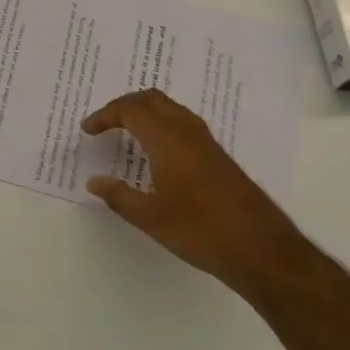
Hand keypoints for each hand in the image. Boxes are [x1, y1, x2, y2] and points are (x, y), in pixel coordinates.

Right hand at [81, 89, 301, 290]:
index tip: (87, 130)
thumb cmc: (200, 231)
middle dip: (124, 105)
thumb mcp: (150, 218)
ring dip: (145, 112)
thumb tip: (94, 182)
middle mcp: (188, 133)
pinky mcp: (218, 157)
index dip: (105, 115)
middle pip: (152, 99)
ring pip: (171, 109)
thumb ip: (119, 196)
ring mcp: (207, 144)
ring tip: (126, 132)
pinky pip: (183, 124)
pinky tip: (156, 151)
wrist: (262, 250)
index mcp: (168, 141)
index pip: (131, 110)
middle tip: (104, 123)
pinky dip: (161, 124)